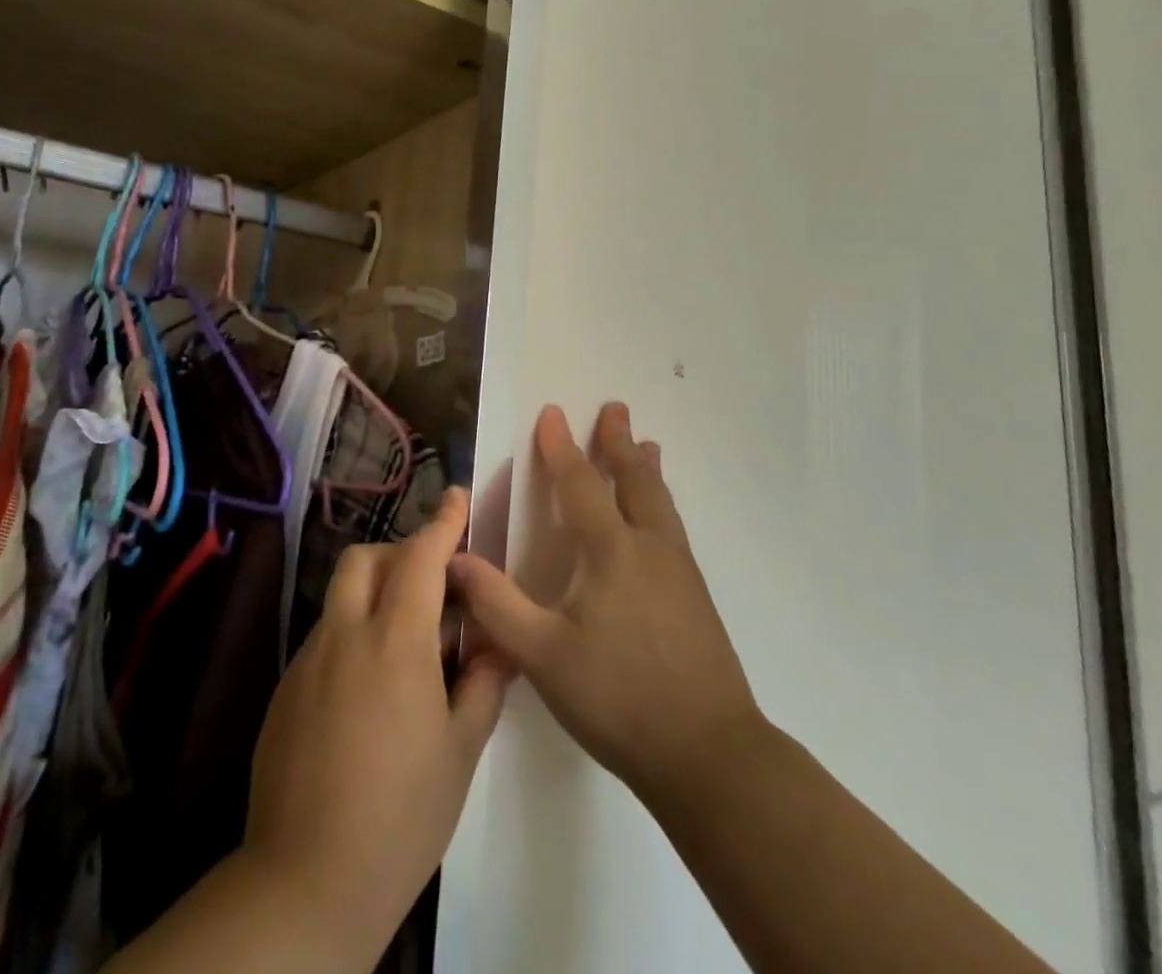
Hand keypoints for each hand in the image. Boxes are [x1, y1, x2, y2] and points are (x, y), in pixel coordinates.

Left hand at [242, 488, 510, 962]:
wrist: (307, 880)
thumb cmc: (402, 814)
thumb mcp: (460, 750)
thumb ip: (482, 683)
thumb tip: (500, 643)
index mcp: (396, 641)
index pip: (421, 557)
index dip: (442, 521)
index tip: (457, 495)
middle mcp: (346, 634)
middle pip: (366, 559)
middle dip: (399, 553)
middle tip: (431, 584)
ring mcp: (308, 660)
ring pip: (341, 596)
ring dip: (374, 593)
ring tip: (404, 641)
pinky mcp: (285, 689)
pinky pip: (323, 637)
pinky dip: (351, 633)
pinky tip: (368, 689)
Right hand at [448, 403, 764, 811]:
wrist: (709, 754)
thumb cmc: (619, 698)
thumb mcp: (542, 656)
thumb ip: (496, 604)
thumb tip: (452, 558)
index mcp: (610, 551)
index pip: (580, 483)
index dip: (561, 447)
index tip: (552, 412)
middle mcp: (649, 547)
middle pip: (633, 479)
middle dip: (617, 441)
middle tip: (615, 408)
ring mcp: (679, 570)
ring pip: (660, 501)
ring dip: (646, 467)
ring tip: (647, 445)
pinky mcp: (696, 596)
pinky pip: (672, 526)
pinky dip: (660, 500)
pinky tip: (659, 518)